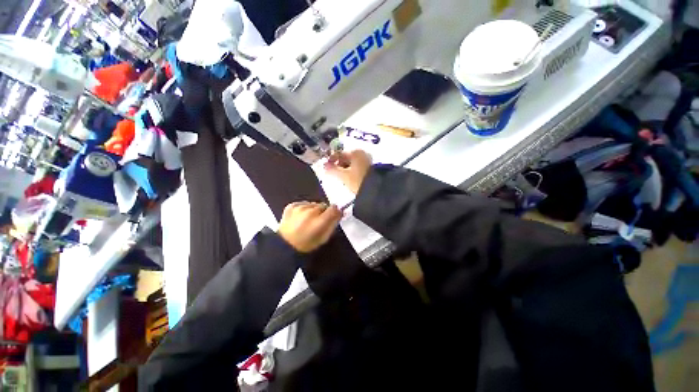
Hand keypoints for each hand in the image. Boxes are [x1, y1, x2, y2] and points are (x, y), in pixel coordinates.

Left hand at [278, 202, 342, 252]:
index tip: (334, 216)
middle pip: (323, 205)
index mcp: (321, 221)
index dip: (336, 212)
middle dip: (323, 212)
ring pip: (313, 204)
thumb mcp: (324, 238)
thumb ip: (333, 224)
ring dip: (313, 210)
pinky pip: (303, 204)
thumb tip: (339, 213)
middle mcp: (311, 211)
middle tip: (319, 221)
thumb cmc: (307, 245)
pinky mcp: (291, 206)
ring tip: (308, 220)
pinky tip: (300, 217)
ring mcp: (300, 208)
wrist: (285, 246)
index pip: (334, 208)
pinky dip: (304, 209)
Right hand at [324, 150, 371, 193]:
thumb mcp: (343, 176)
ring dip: (345, 170)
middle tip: (334, 174)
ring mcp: (368, 161)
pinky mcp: (371, 169)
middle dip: (339, 166)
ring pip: (352, 164)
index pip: (339, 154)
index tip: (325, 167)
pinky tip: (350, 180)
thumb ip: (332, 170)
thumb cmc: (358, 181)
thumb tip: (324, 165)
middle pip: (346, 159)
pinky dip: (352, 172)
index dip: (331, 160)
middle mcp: (363, 154)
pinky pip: (357, 168)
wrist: (375, 190)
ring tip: (342, 179)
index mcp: (356, 152)